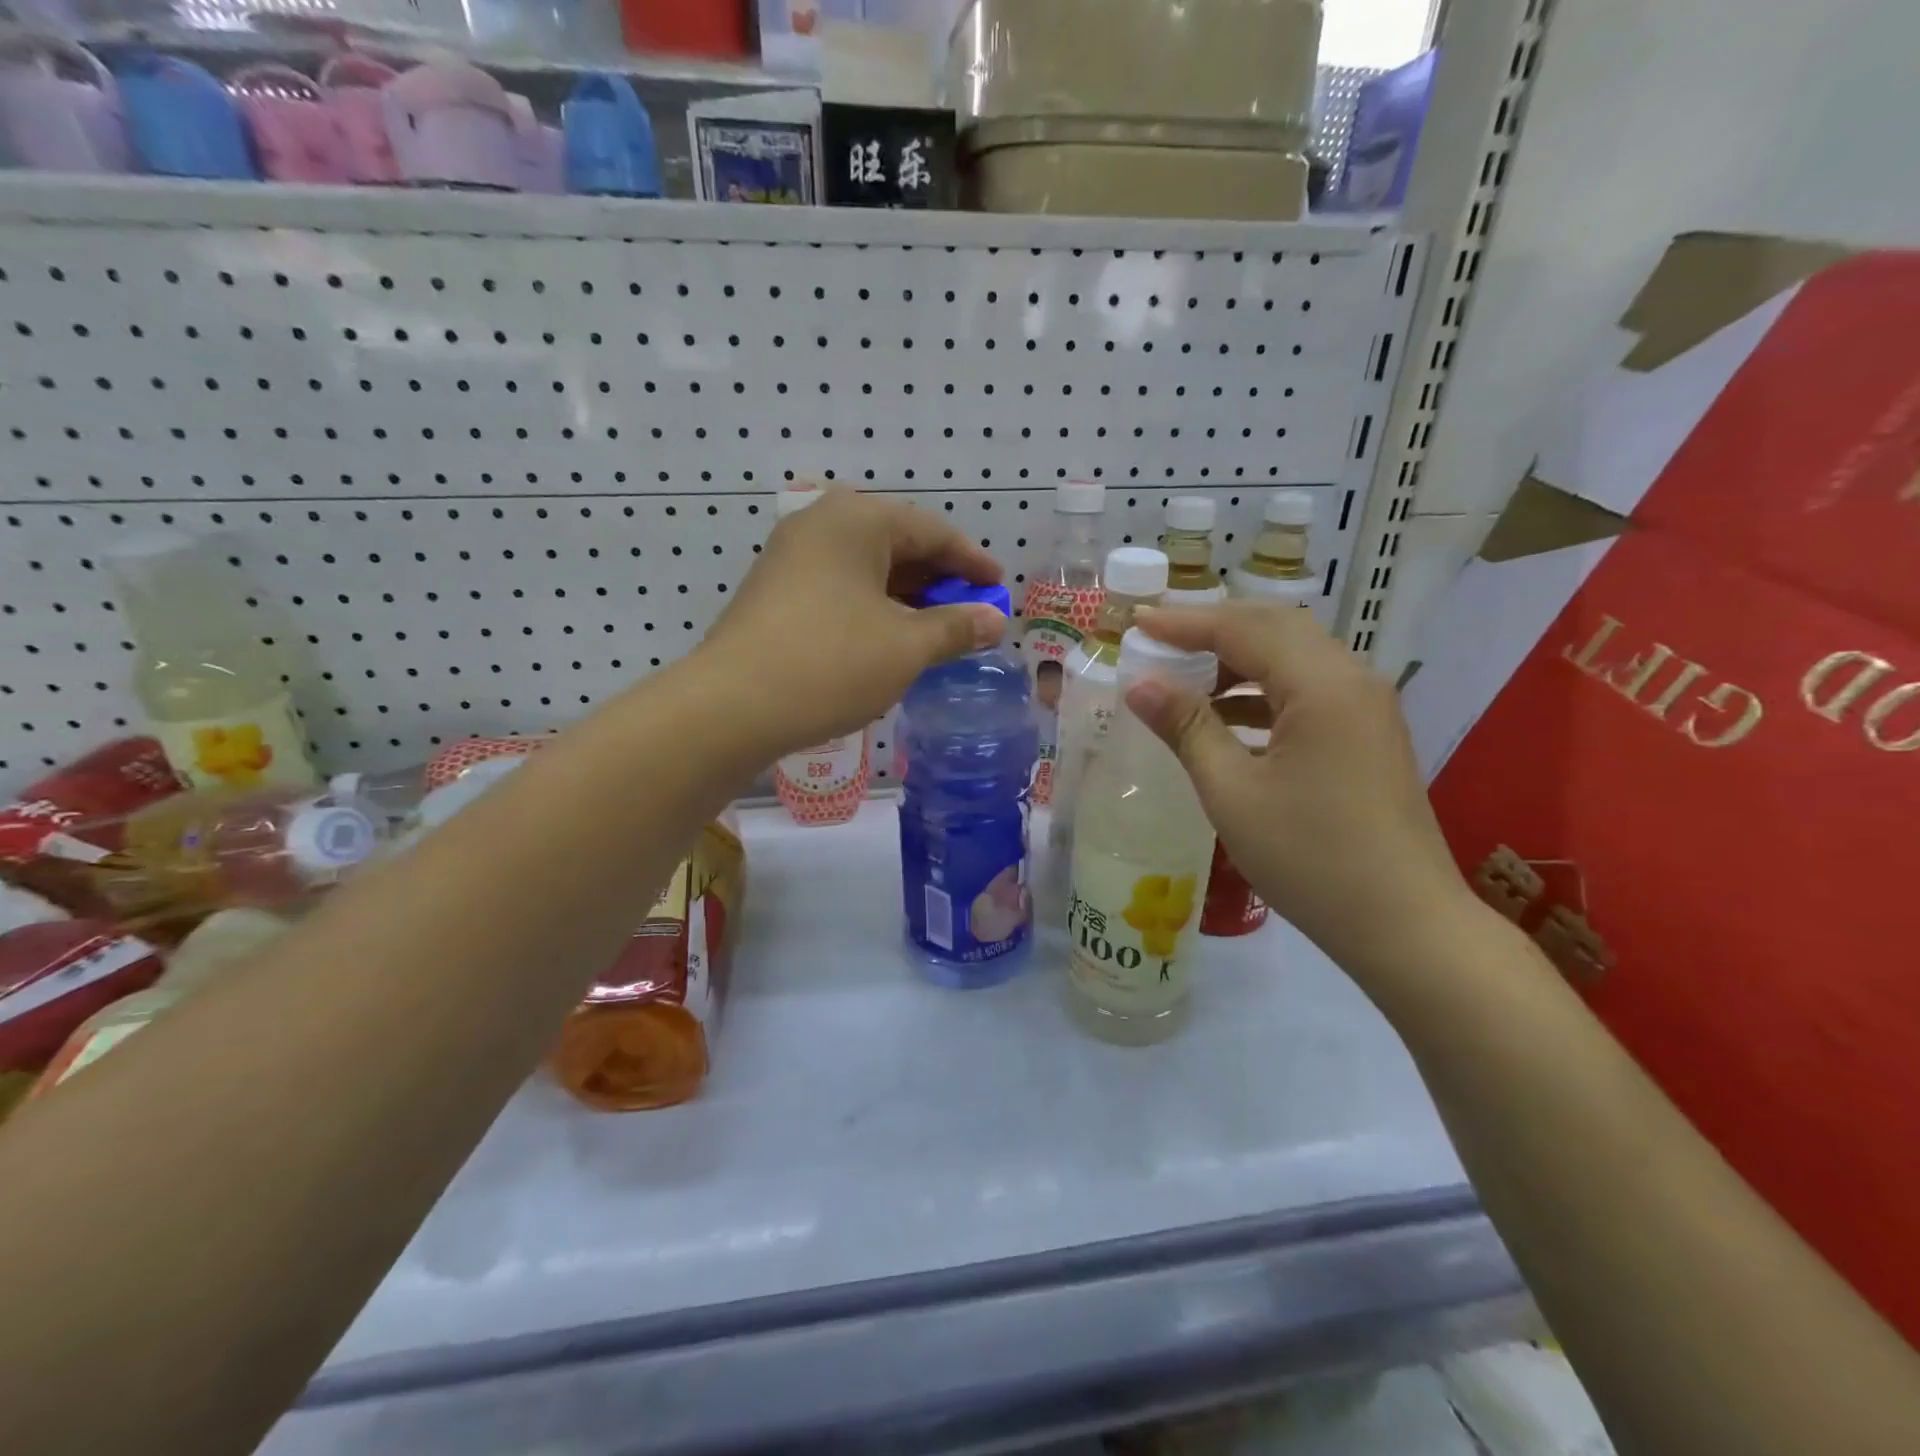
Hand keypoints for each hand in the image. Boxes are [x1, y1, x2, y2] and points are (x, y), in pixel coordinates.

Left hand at [694, 489, 1008, 758]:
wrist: (730, 707)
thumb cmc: (830, 664)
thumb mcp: (906, 647)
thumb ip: (956, 627)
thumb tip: (994, 621)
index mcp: (856, 520)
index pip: (931, 530)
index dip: (972, 561)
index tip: (1000, 588)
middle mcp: (820, 525)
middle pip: (897, 545)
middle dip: (939, 582)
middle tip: (971, 614)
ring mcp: (791, 558)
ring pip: (867, 570)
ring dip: (907, 600)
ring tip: (937, 633)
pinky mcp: (775, 593)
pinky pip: (841, 590)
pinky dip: (874, 610)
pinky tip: (890, 642)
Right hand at [1126, 602, 1473, 973]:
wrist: (1403, 925)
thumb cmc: (1309, 857)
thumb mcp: (1232, 792)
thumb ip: (1186, 727)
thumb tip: (1140, 684)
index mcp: (1321, 685)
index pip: (1243, 628)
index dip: (1184, 622)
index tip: (1136, 623)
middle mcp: (1351, 679)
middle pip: (1275, 628)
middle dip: (1213, 628)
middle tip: (1159, 640)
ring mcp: (1366, 707)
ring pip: (1294, 657)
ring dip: (1238, 659)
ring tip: (1184, 678)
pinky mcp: (1368, 735)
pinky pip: (1308, 690)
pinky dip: (1263, 691)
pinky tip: (1228, 717)